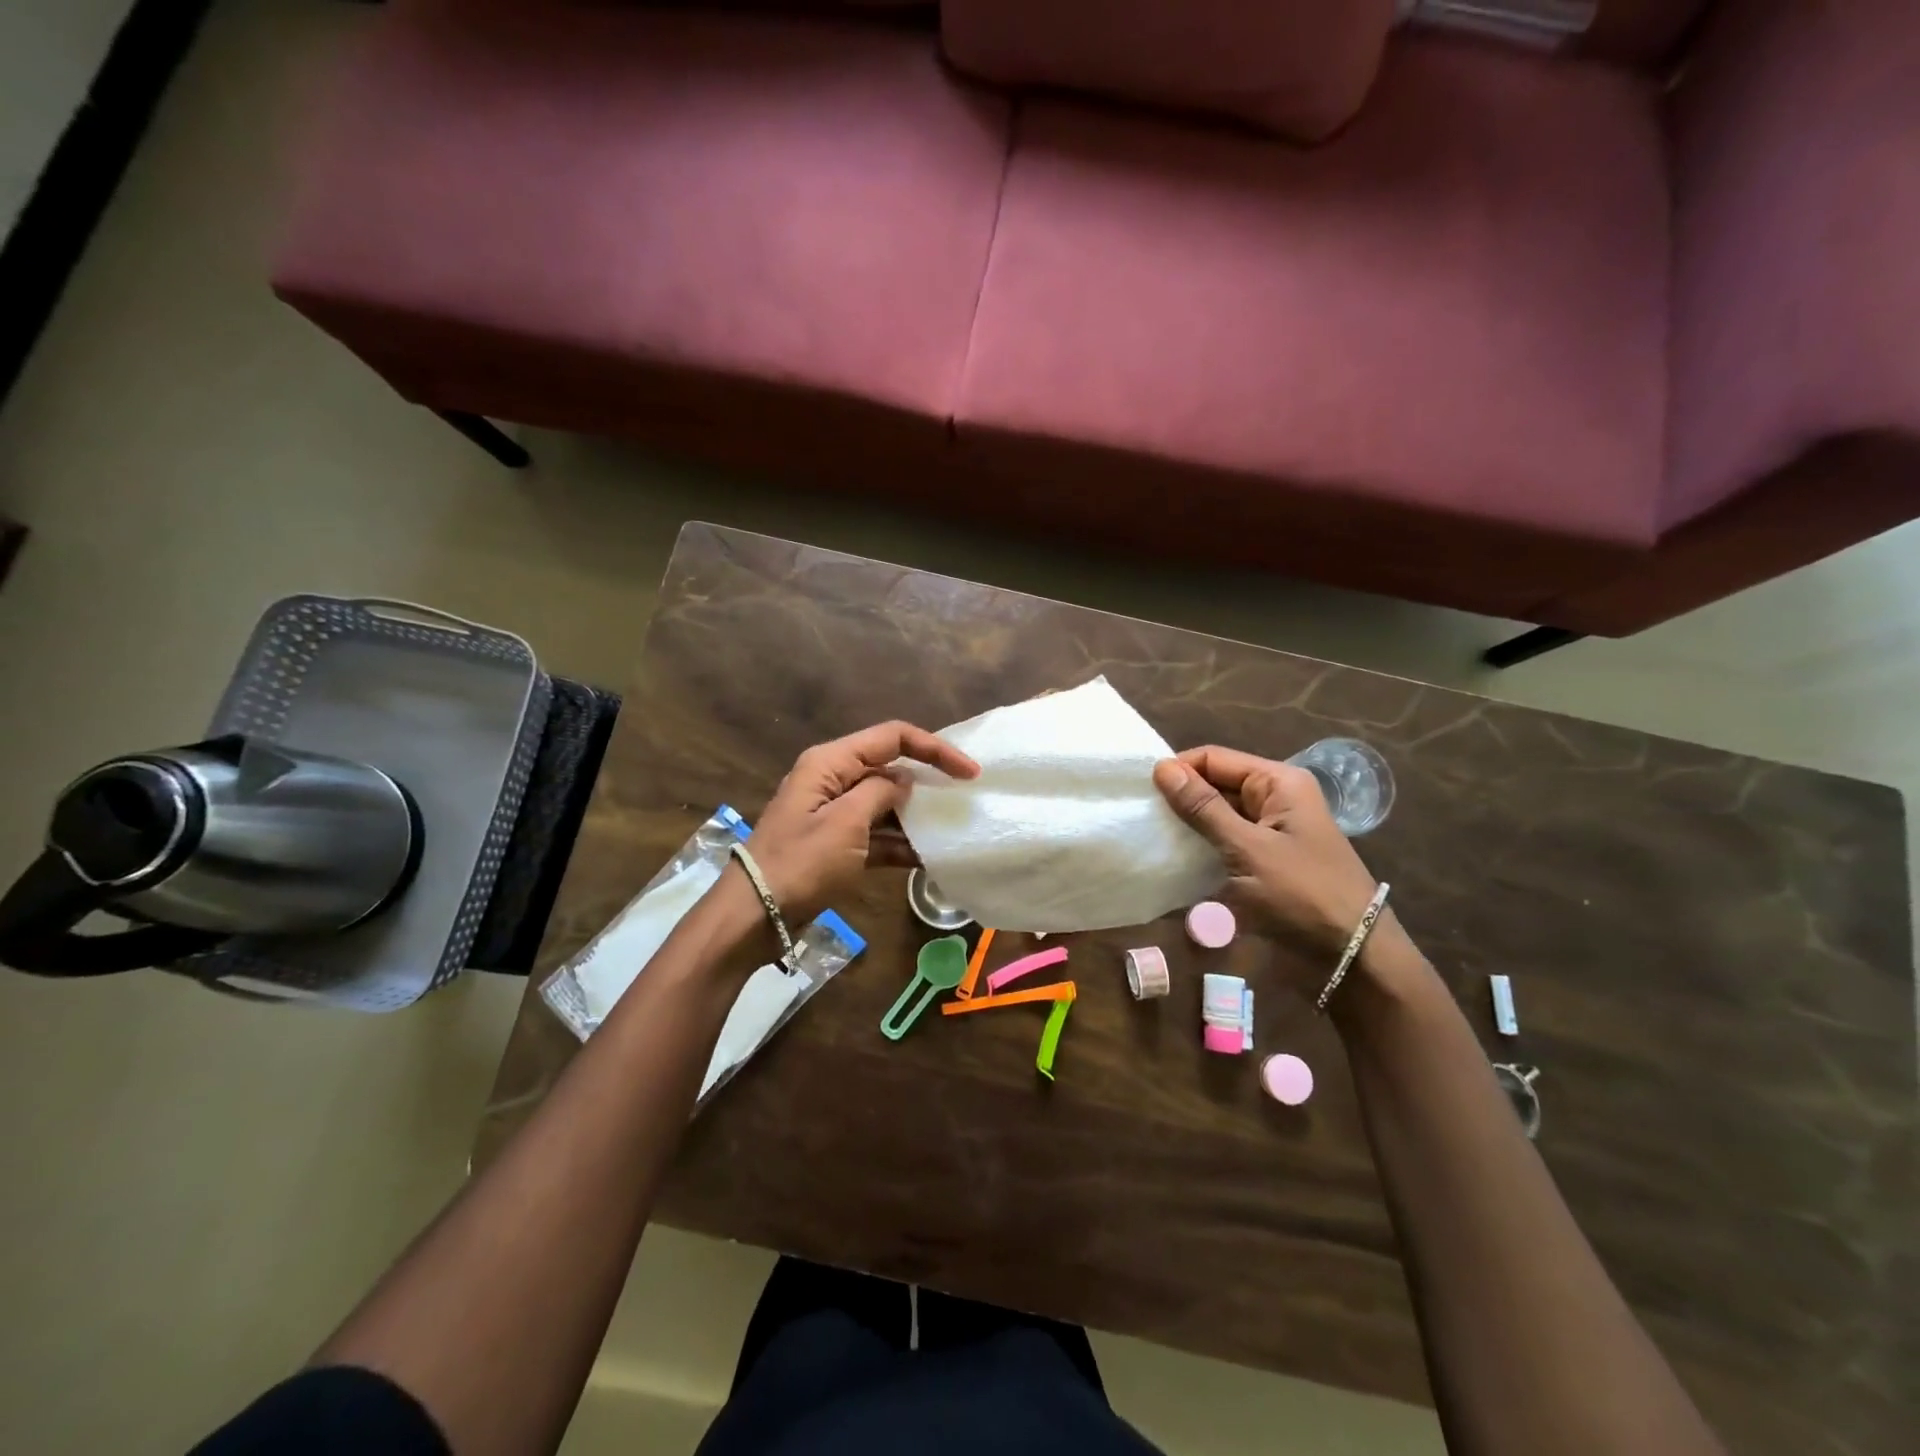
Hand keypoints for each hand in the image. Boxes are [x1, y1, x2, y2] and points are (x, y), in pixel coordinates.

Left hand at [745, 721, 977, 923]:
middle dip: (926, 780)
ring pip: (885, 803)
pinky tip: (928, 859)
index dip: (933, 748)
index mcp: (830, 762)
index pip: (892, 737)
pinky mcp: (836, 844)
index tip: (969, 772)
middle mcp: (832, 779)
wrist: (755, 916)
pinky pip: (876, 834)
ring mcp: (833, 813)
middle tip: (964, 798)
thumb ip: (881, 793)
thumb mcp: (846, 823)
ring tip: (952, 828)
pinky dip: (899, 844)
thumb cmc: (801, 863)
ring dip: (915, 815)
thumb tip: (905, 781)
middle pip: (889, 767)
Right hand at [1153, 747, 1380, 963]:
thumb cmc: (1302, 894)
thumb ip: (1203, 808)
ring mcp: (1271, 830)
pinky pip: (1225, 841)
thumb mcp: (1248, 849)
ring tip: (1150, 836)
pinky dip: (1201, 847)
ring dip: (1188, 825)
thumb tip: (1161, 768)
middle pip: (1216, 783)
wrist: (1352, 957)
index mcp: (1278, 783)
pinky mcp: (1265, 859)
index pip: (1214, 758)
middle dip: (1180, 798)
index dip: (1178, 769)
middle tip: (1141, 817)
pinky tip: (1173, 859)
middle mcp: (1275, 798)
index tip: (1140, 792)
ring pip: (1217, 814)